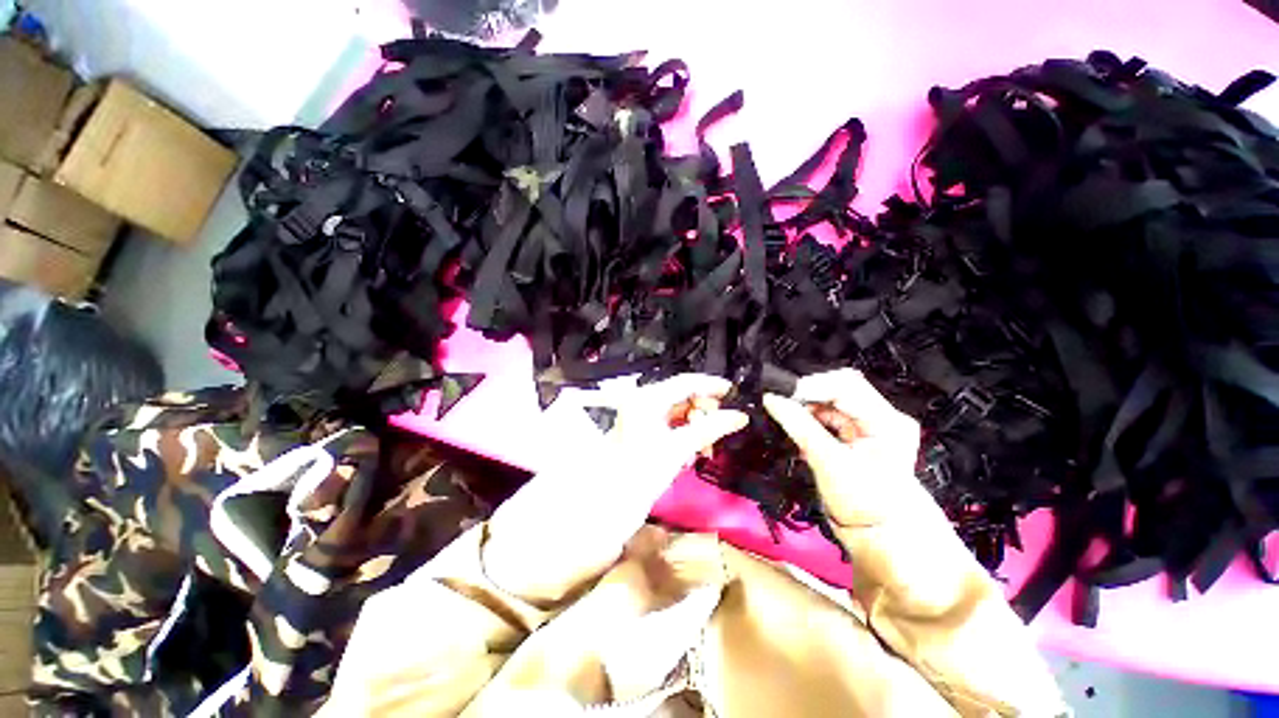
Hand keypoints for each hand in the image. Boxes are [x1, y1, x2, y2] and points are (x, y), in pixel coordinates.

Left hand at [483, 374, 748, 603]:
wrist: (576, 518)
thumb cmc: (621, 487)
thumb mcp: (669, 458)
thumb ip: (703, 432)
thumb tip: (739, 416)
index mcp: (644, 405)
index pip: (683, 382)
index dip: (710, 384)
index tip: (735, 393)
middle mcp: (639, 408)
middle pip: (679, 395)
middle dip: (704, 407)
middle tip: (722, 428)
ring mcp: (636, 425)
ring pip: (674, 412)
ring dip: (695, 423)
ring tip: (709, 446)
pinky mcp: (636, 441)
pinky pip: (667, 429)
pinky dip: (684, 436)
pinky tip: (693, 451)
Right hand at [761, 369, 928, 528]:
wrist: (883, 537)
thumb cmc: (864, 503)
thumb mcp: (828, 463)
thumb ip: (799, 426)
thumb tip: (771, 399)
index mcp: (886, 420)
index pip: (846, 384)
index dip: (811, 385)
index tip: (782, 396)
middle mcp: (882, 416)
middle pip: (838, 389)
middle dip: (807, 396)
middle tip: (781, 406)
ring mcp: (871, 425)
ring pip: (831, 403)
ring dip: (806, 409)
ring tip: (787, 420)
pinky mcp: (859, 435)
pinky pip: (830, 417)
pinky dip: (811, 420)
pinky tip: (799, 430)